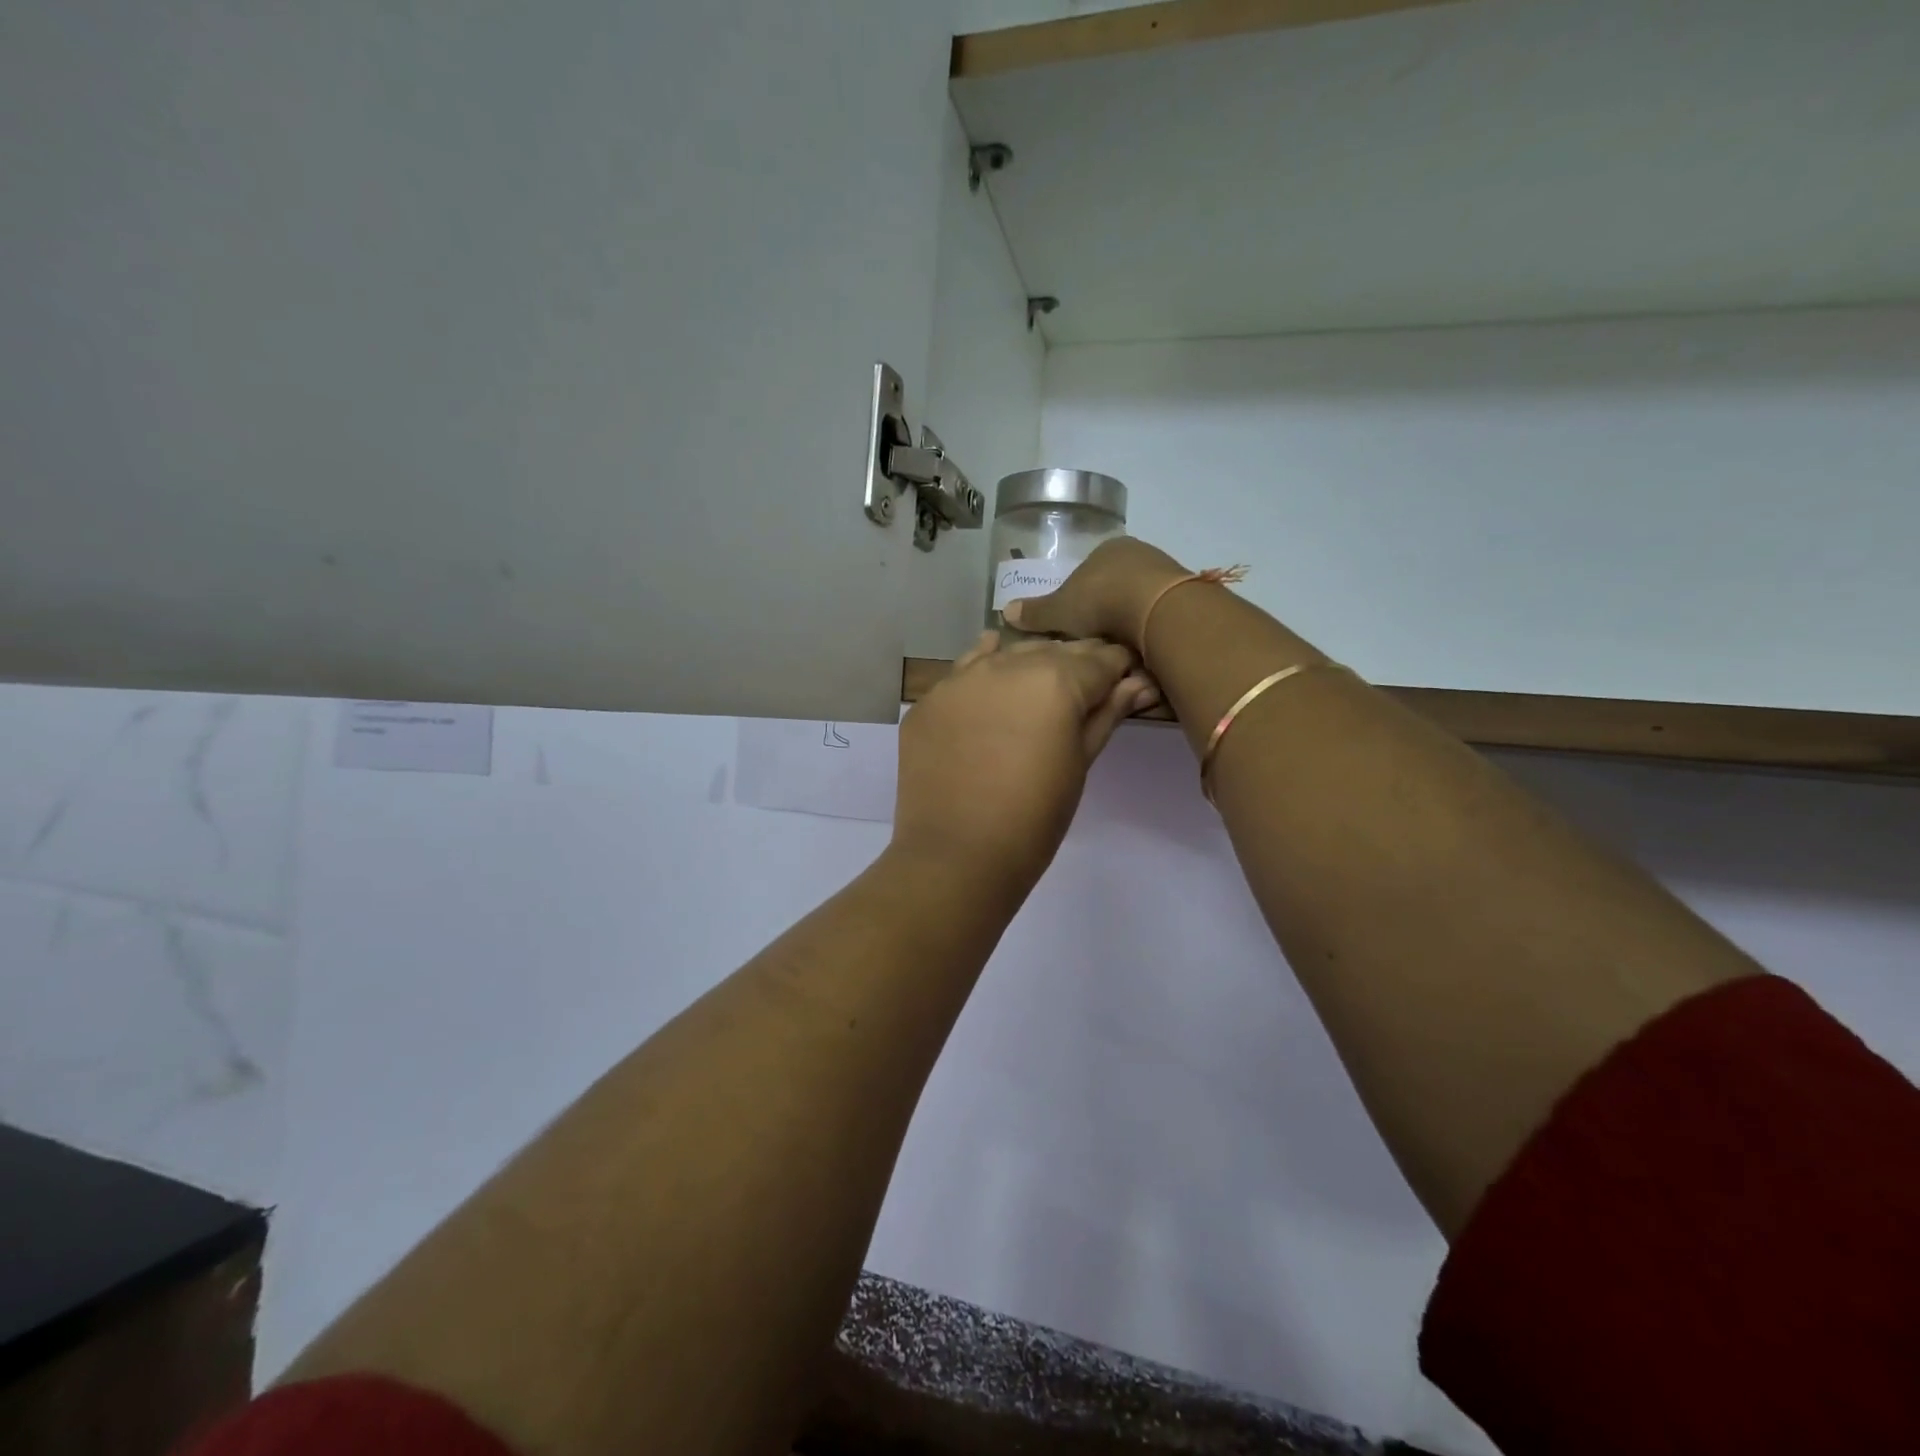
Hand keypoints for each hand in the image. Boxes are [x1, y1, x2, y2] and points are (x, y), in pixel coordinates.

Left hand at [892, 633, 1158, 901]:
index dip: (1119, 667)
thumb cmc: (1034, 819)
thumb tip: (1138, 682)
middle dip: (1075, 666)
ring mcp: (961, 678)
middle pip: (1053, 650)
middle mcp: (1007, 665)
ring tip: (1037, 696)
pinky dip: (984, 675)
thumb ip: (1107, 714)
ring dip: (1028, 667)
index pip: (1101, 658)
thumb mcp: (1080, 764)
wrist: (957, 855)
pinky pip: (964, 673)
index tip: (1126, 680)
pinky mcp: (929, 700)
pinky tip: (992, 685)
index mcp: (1056, 680)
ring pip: (1007, 654)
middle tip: (1084, 693)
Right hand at [1002, 538, 1190, 652]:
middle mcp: (1139, 555)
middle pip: (1115, 591)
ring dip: (1129, 630)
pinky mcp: (1187, 599)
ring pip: (1139, 607)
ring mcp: (1166, 575)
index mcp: (1108, 550)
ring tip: (1117, 658)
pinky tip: (1142, 656)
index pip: (1088, 574)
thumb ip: (1036, 613)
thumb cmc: (1102, 602)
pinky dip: (1150, 638)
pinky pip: (1160, 621)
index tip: (1074, 628)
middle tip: (1094, 646)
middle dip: (1105, 618)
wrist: (1159, 610)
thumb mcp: (1060, 610)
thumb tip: (1005, 611)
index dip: (1078, 602)